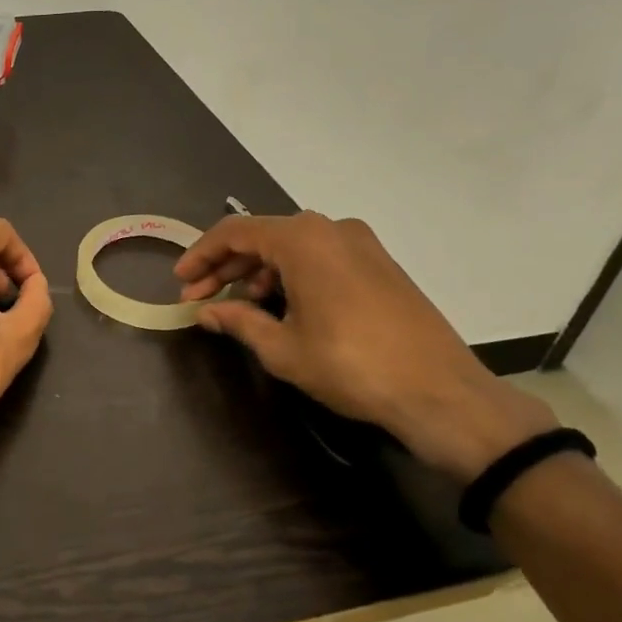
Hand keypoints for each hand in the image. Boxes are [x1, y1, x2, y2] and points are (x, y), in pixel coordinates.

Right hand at [175, 212, 555, 480]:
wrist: (441, 393)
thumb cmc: (351, 365)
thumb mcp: (283, 348)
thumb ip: (239, 321)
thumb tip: (207, 313)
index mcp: (303, 240)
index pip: (234, 232)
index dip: (201, 255)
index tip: (180, 281)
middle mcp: (331, 229)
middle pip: (263, 236)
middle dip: (226, 266)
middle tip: (200, 298)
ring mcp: (361, 244)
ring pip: (292, 247)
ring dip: (258, 271)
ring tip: (239, 307)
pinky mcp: (379, 263)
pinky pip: (320, 256)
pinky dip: (291, 274)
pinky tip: (281, 305)